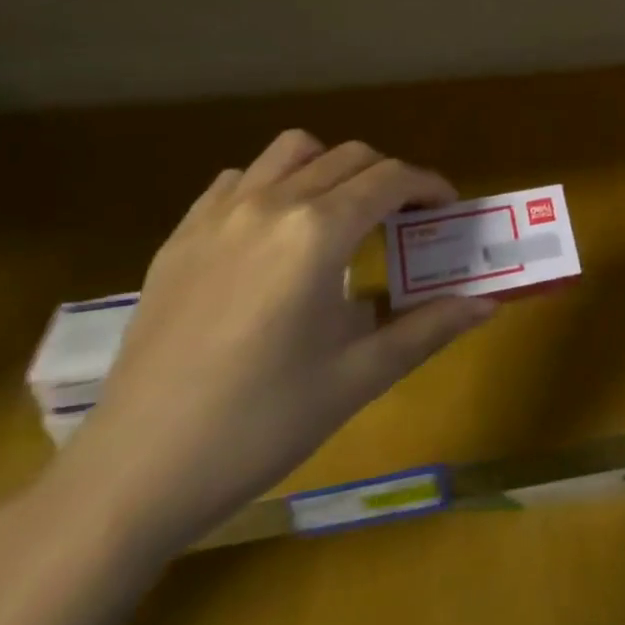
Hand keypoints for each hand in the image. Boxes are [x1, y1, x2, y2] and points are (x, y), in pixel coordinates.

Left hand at [47, 132, 496, 557]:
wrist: (136, 472)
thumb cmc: (262, 424)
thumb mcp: (359, 377)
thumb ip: (429, 328)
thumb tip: (488, 304)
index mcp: (317, 233)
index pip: (391, 179)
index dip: (430, 186)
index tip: (449, 209)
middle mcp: (271, 205)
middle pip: (350, 157)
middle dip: (390, 177)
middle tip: (407, 219)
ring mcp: (218, 216)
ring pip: (292, 151)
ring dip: (332, 168)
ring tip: (343, 214)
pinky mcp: (181, 236)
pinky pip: (240, 180)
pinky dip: (274, 185)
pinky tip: (277, 234)